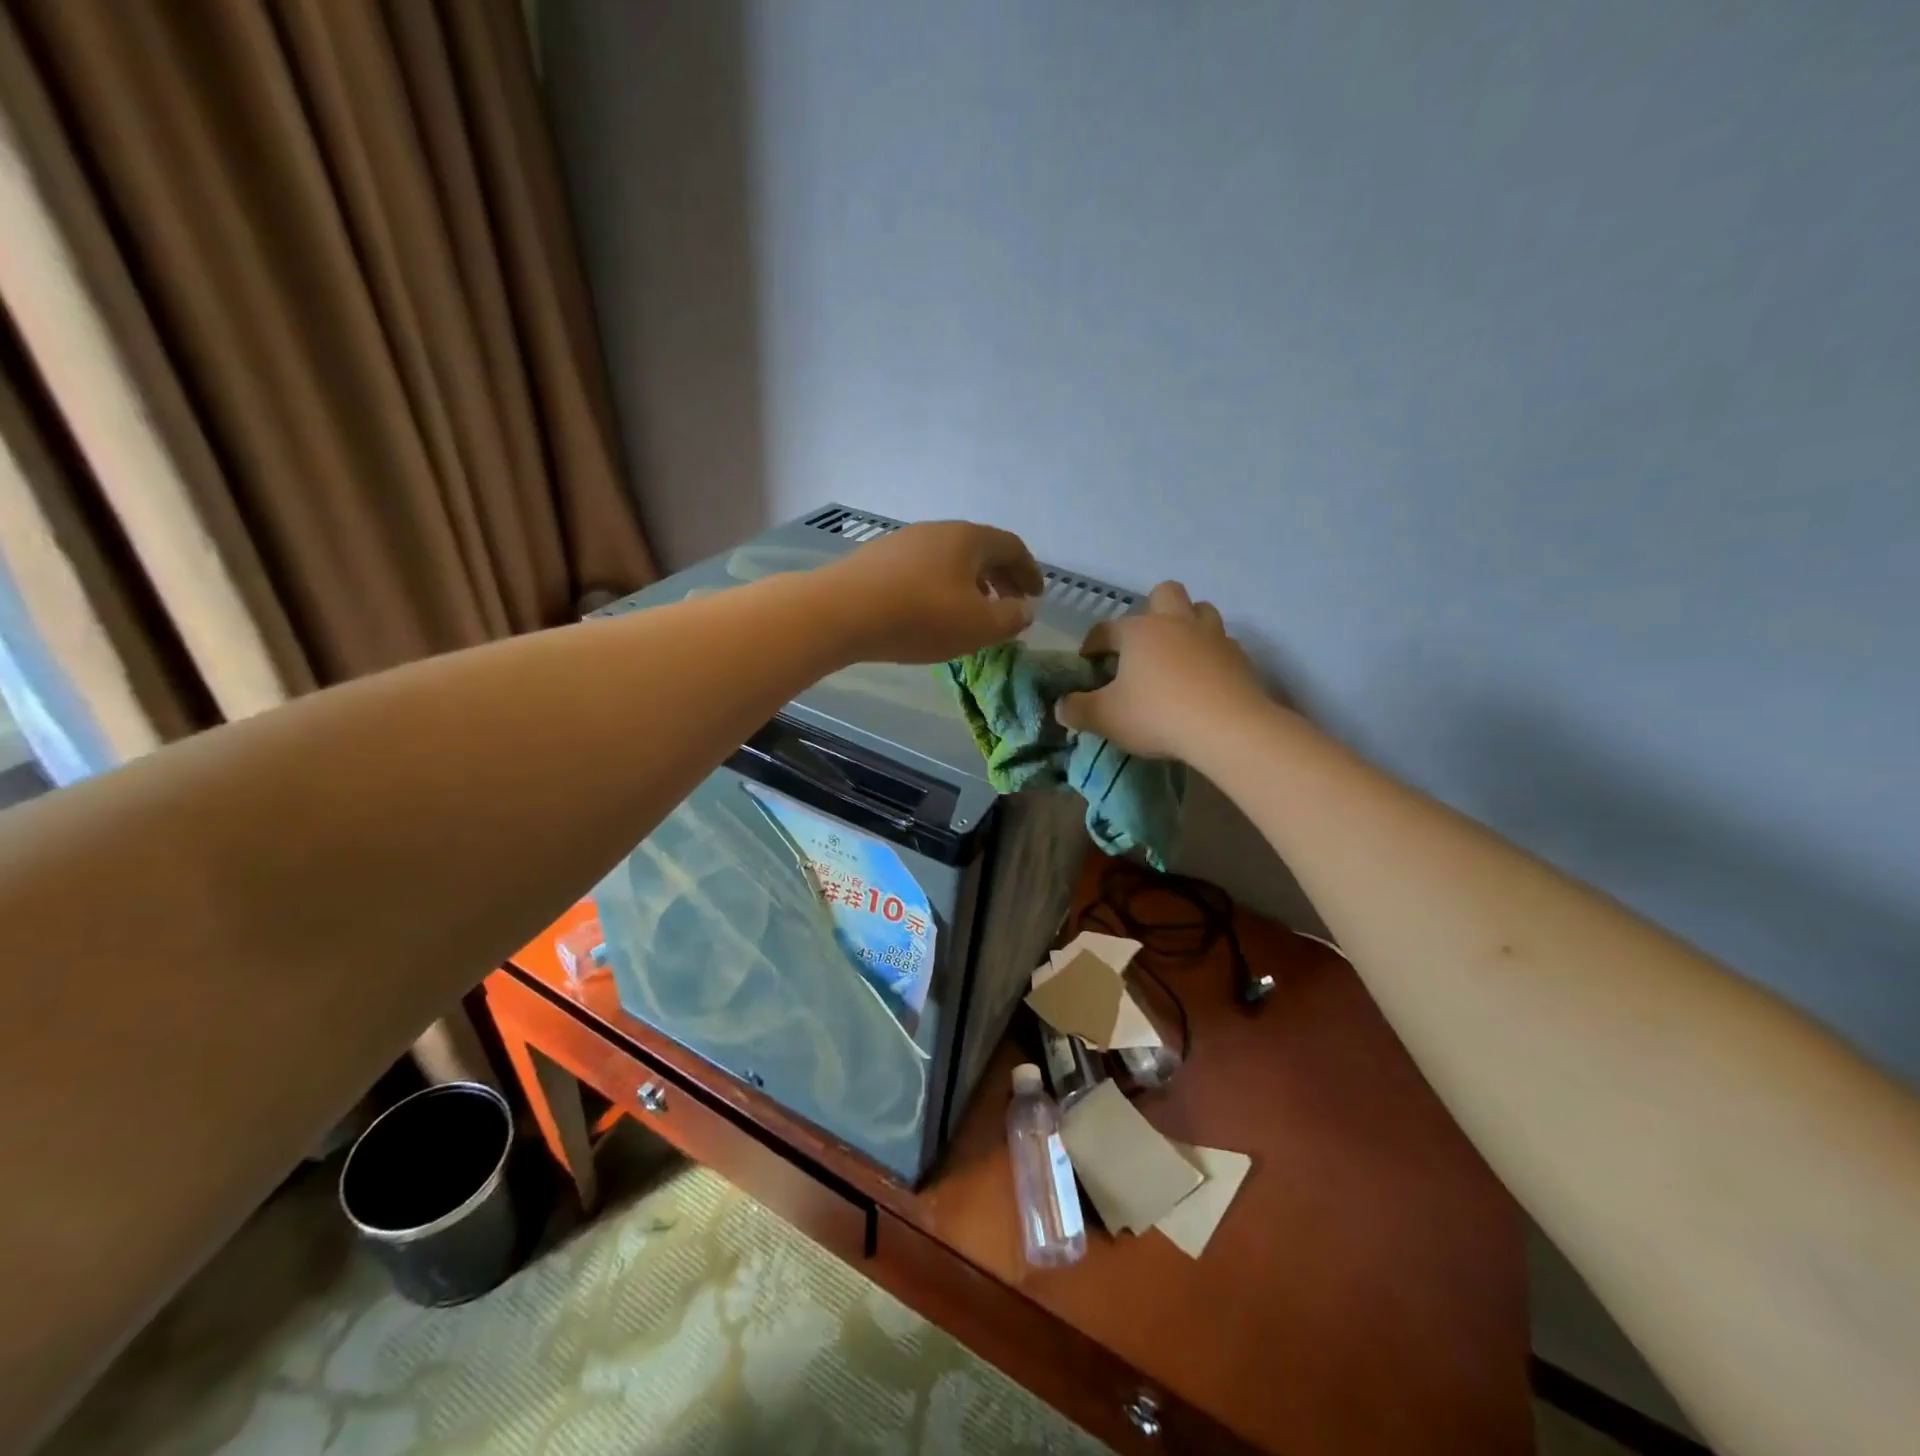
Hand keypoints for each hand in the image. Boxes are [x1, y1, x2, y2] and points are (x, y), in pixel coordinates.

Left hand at [822, 520, 1042, 662]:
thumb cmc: (919, 617)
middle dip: (1001, 579)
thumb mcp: (976, 626)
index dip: (1029, 572)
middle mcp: (937, 531)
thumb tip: (1024, 610)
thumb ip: (1009, 619)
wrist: (839, 612)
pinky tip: (933, 613)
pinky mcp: (878, 560)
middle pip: (980, 550)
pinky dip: (942, 587)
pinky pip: (924, 570)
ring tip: (974, 613)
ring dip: (971, 584)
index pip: (1011, 547)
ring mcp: (904, 542)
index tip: (1036, 596)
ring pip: (950, 560)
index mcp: (968, 539)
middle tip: (1011, 606)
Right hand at [1056, 582, 1271, 758]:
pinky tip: (1203, 678)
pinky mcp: (1240, 658)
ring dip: (1187, 624)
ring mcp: (1213, 636)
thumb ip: (1077, 710)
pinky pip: (1222, 644)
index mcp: (1138, 631)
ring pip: (1201, 611)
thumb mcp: (1105, 718)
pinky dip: (1210, 655)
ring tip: (1177, 654)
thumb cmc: (1157, 715)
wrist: (1227, 728)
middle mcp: (1175, 622)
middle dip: (1151, 611)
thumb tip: (1061, 706)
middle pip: (1164, 594)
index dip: (1092, 644)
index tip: (1088, 663)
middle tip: (1142, 645)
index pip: (1106, 629)